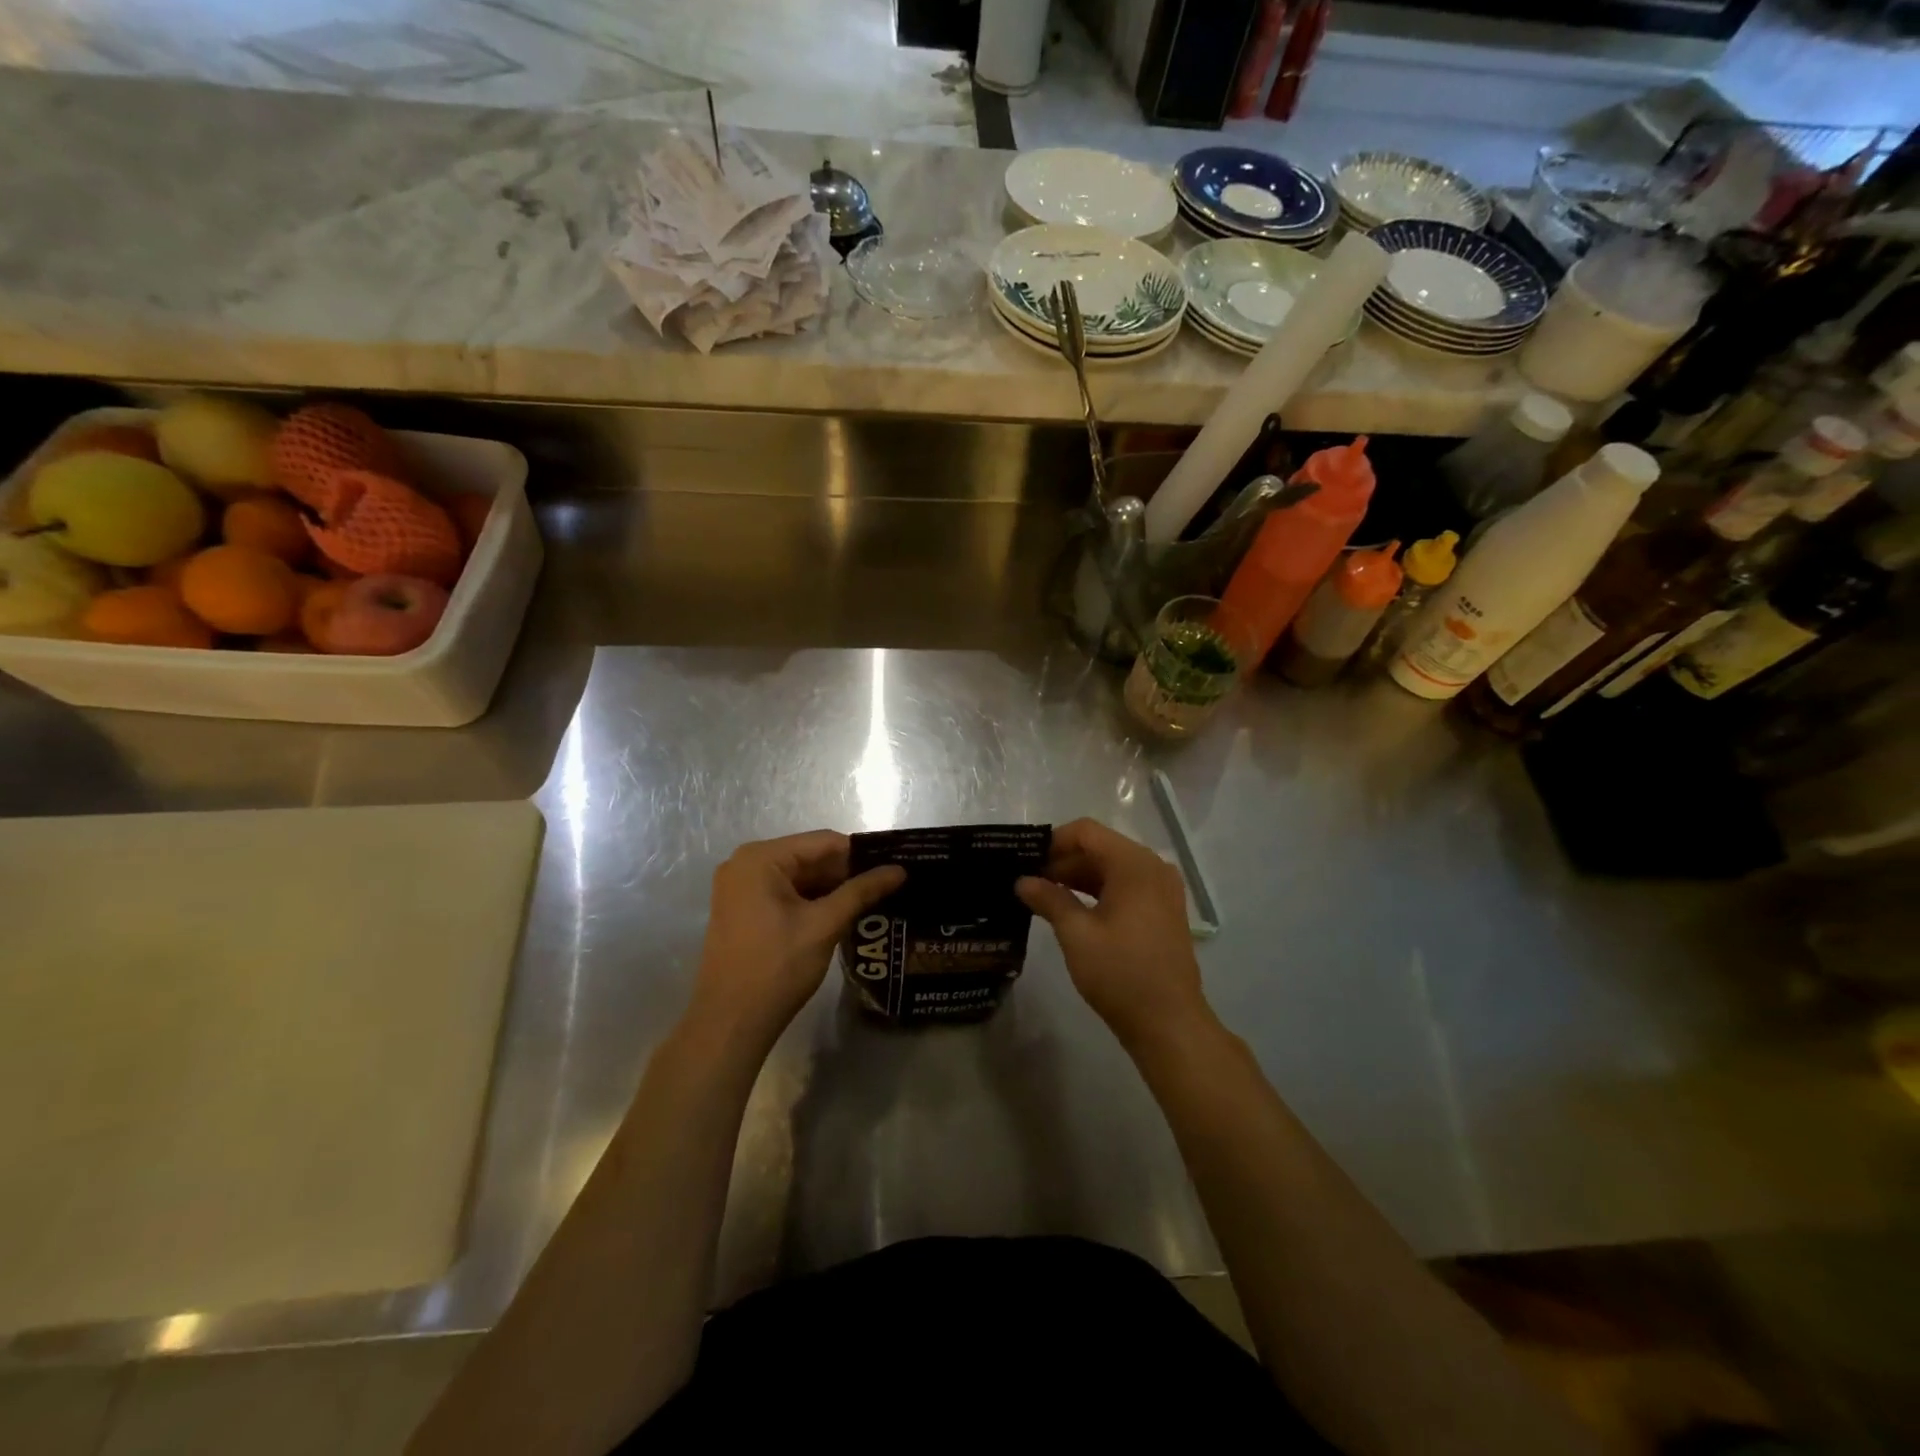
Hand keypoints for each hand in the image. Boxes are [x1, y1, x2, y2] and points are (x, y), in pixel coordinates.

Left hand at [688, 831, 904, 1050]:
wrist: (730, 1024)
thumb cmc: (776, 968)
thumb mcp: (824, 925)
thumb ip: (862, 891)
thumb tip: (900, 870)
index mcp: (760, 858)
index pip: (823, 842)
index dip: (861, 854)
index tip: (894, 866)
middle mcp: (745, 864)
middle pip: (810, 858)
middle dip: (847, 873)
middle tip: (889, 886)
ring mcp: (741, 888)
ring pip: (800, 877)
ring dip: (832, 889)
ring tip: (874, 899)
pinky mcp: (743, 910)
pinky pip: (785, 894)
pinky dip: (813, 902)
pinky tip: (843, 915)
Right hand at [1017, 818, 1212, 1052]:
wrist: (1170, 1024)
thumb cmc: (1121, 974)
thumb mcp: (1077, 935)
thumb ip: (1049, 899)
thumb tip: (1022, 881)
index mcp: (1134, 865)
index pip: (1086, 832)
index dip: (1053, 841)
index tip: (1025, 861)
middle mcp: (1153, 868)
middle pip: (1100, 848)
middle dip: (1063, 861)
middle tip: (1028, 881)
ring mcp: (1162, 890)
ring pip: (1112, 868)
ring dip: (1078, 877)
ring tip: (1043, 896)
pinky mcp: (1163, 911)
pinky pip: (1125, 887)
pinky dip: (1098, 892)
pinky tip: (1071, 910)